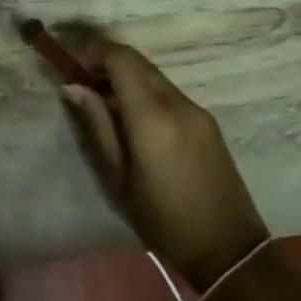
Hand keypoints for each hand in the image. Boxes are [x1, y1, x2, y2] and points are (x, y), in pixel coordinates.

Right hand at [61, 37, 268, 294]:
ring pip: (154, 75)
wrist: (227, 248)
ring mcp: (196, 110)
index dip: (93, 52)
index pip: (121, 58)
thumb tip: (73, 86)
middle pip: (138, 61)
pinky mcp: (207, 121)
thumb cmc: (162, 219)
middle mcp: (177, 102)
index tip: (73, 67)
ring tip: (104, 105)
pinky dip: (145, 92)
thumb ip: (97, 124)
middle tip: (83, 85)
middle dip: (107, 62)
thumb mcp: (118, 177)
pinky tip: (133, 120)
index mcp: (152, 116)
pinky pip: (168, 92)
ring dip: (126, 77)